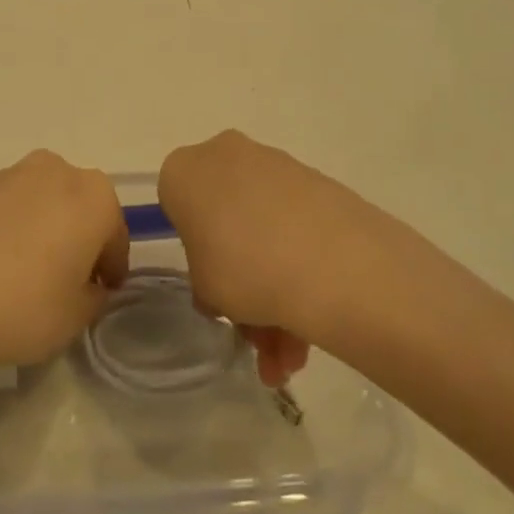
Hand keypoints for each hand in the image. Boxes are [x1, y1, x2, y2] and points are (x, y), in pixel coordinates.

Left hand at [0, 151, 129, 379]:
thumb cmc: (20, 307)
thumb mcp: (75, 317)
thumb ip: (94, 297)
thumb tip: (88, 286)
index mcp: (94, 196)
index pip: (115, 235)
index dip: (111, 269)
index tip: (101, 293)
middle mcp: (56, 171)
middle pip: (80, 209)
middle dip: (79, 240)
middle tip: (67, 283)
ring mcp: (9, 174)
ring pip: (43, 204)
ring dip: (45, 231)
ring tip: (26, 275)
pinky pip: (8, 208)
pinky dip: (12, 229)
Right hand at [159, 131, 403, 382]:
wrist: (335, 264)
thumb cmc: (243, 270)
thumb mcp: (204, 291)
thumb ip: (206, 283)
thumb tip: (224, 287)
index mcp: (185, 171)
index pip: (178, 208)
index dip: (196, 252)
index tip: (213, 287)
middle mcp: (227, 155)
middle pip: (228, 221)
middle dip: (244, 283)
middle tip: (258, 335)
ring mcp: (279, 166)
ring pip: (267, 230)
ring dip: (277, 295)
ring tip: (293, 358)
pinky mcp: (322, 183)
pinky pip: (299, 227)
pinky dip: (303, 271)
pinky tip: (315, 330)